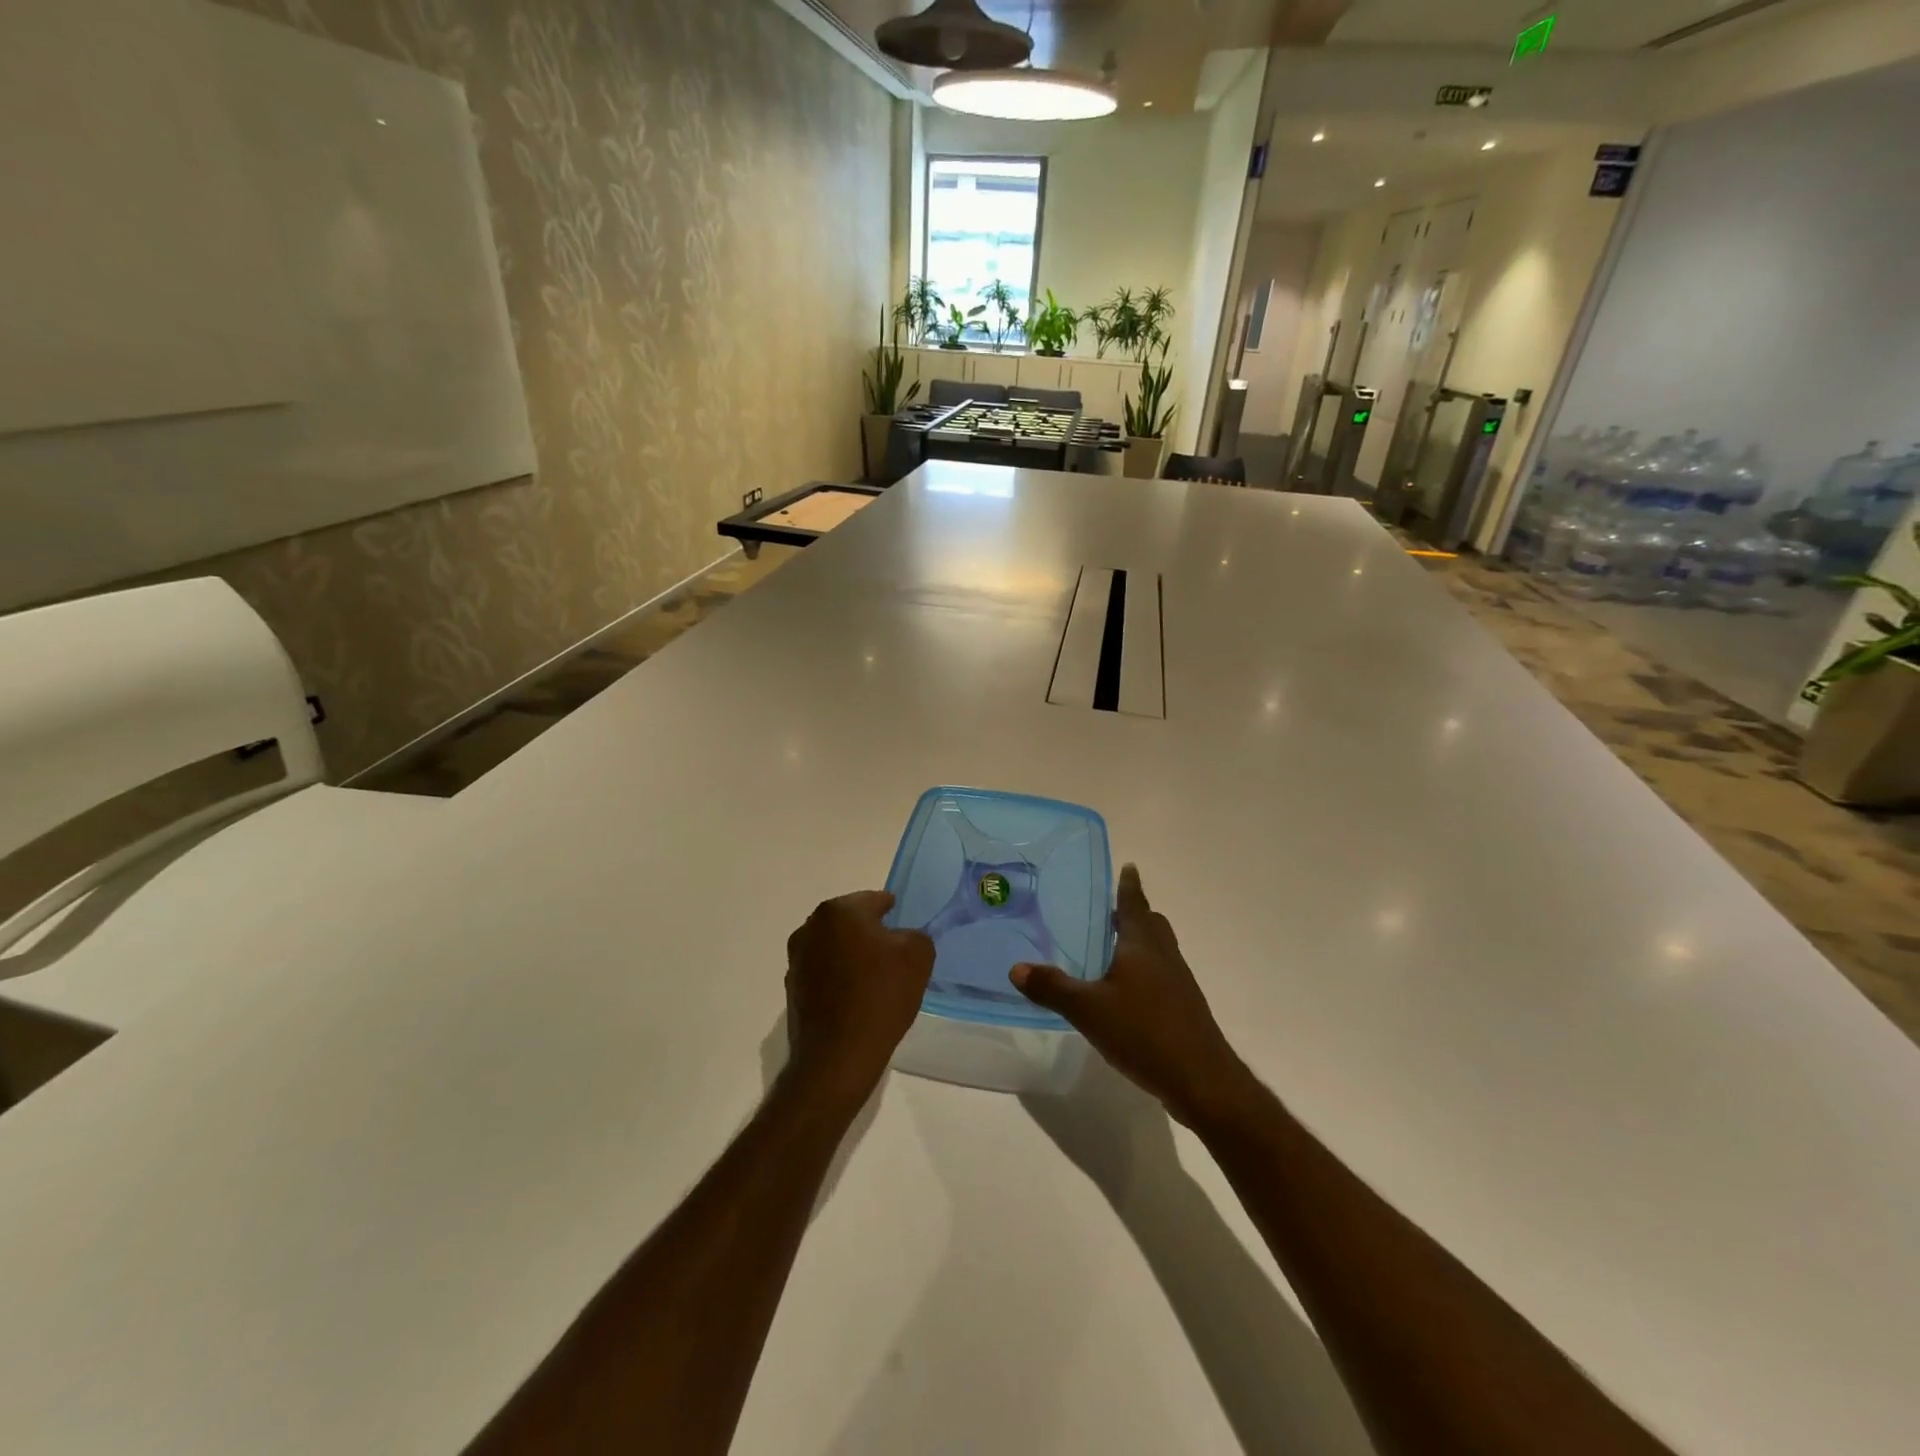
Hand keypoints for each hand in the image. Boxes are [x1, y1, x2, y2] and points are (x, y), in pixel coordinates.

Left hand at [784, 891, 934, 1111]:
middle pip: (851, 922)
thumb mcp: (918, 956)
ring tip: (877, 980)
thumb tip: (902, 939)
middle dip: (871, 934)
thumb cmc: (880, 996)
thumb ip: (915, 935)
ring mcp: (797, 960)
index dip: (893, 911)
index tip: (905, 926)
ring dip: (853, 957)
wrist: (837, 1057)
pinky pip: (824, 974)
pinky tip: (858, 999)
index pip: (874, 900)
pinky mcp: (793, 990)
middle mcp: (810, 928)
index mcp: (838, 911)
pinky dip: (840, 979)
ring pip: (835, 948)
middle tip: (895, 954)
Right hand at [1011, 866, 1257, 1128]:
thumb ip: (1053, 988)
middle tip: (1109, 911)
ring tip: (1112, 949)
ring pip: (1159, 950)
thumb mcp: (1089, 1010)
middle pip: (1152, 924)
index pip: (1135, 904)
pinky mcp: (1184, 1008)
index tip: (1129, 866)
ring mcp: (1178, 983)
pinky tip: (1125, 993)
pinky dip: (1144, 971)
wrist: (1202, 1079)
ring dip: (1139, 943)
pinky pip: (1162, 975)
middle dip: (1134, 913)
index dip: (1129, 885)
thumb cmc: (1144, 1032)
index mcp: (1143, 945)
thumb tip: (1016, 967)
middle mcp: (1164, 956)